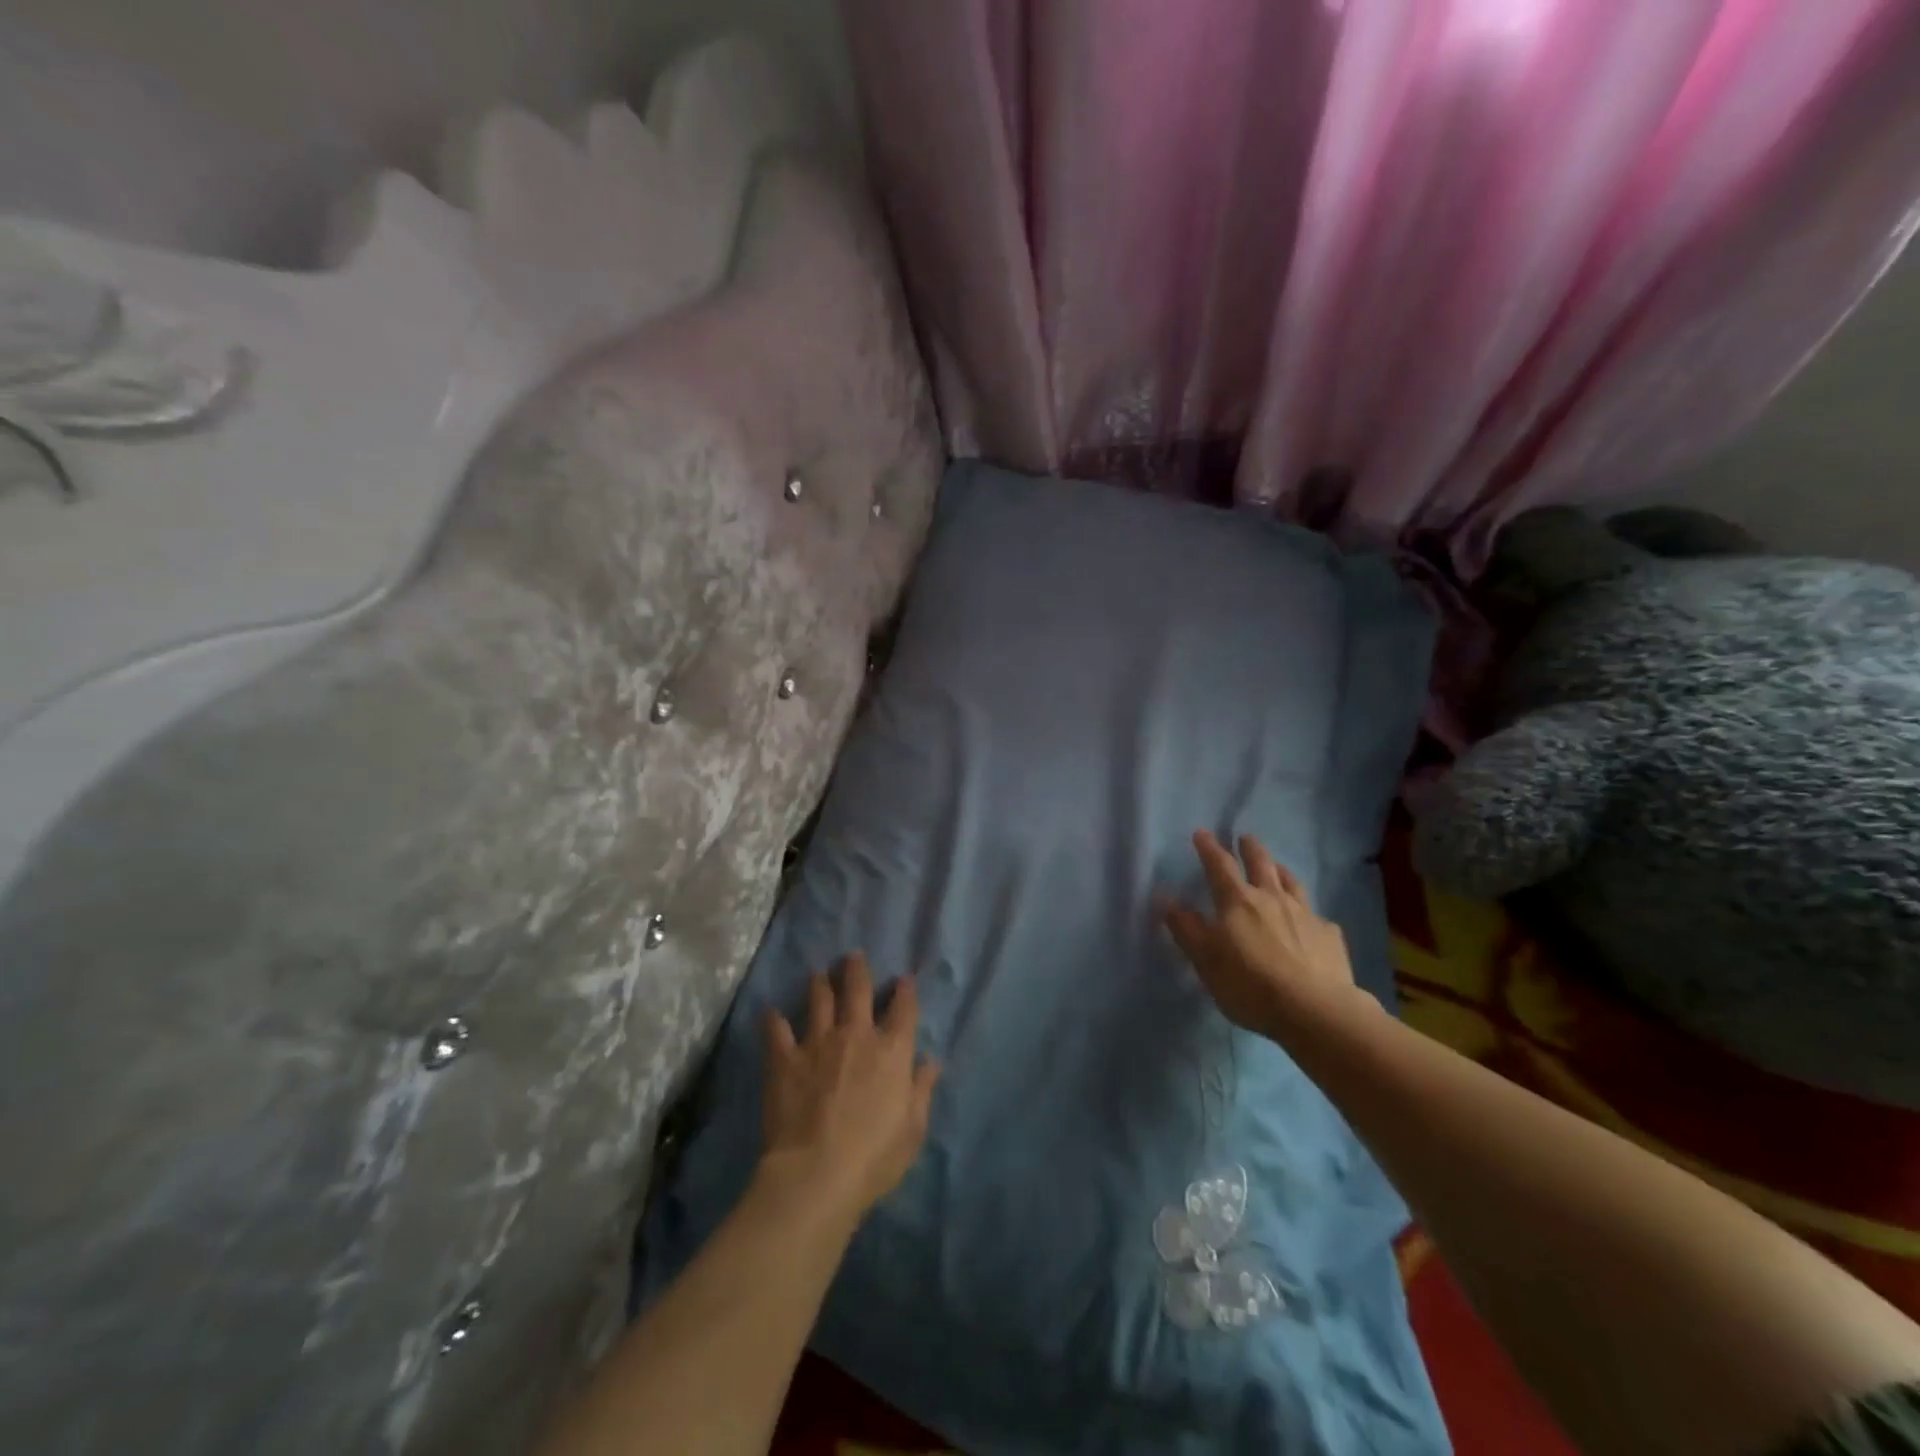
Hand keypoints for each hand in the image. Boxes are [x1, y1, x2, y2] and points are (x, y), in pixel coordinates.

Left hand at [759, 953, 940, 1220]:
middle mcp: (856, 1036)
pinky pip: (777, 1031)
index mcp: (891, 1051)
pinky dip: (774, 1020)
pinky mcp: (785, 1059)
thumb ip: (921, 1089)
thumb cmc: (874, 1157)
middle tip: (853, 956)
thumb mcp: (912, 1129)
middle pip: (858, 991)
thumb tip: (930, 1060)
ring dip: (820, 984)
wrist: (816, 1174)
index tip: (904, 979)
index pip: (903, 1009)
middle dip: (857, 970)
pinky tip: (770, 1012)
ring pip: (819, 1000)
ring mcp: (818, 1043)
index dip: (905, 991)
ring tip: (819, 974)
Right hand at [1161, 830, 1373, 1040]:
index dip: (1208, 848)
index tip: (1202, 833)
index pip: (1219, 865)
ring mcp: (1305, 914)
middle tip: (1245, 838)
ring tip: (1277, 867)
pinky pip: (1317, 917)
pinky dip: (1308, 913)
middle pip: (1261, 864)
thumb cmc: (1250, 984)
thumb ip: (1185, 928)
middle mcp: (1272, 898)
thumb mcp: (1205, 960)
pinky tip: (1310, 922)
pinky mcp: (1330, 936)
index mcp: (1237, 901)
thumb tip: (1165, 898)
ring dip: (1280, 871)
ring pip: (1292, 883)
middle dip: (1250, 848)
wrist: (1315, 1011)